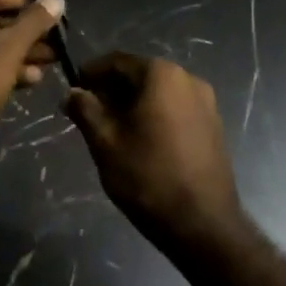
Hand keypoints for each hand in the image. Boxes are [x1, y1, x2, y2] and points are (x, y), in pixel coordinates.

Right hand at [64, 53, 243, 251]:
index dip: (91, 73)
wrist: (202, 224)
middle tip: (87, 113)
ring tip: (110, 129)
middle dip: (111, 90)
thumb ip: (85, 109)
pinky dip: (153, 115)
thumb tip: (72, 92)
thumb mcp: (105, 141)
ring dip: (132, 104)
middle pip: (139, 75)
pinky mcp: (213, 126)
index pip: (117, 61)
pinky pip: (175, 109)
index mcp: (161, 75)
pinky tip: (139, 140)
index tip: (73, 90)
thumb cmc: (148, 176)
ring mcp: (206, 103)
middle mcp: (188, 79)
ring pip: (158, 93)